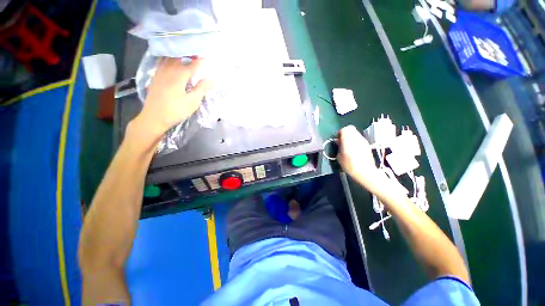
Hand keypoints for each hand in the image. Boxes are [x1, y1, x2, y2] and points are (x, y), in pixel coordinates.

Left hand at [136, 57, 212, 136]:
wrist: (153, 118)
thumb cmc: (175, 111)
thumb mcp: (192, 102)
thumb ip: (201, 89)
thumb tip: (212, 79)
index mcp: (178, 76)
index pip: (192, 64)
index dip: (200, 60)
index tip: (207, 55)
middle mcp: (167, 70)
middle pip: (179, 57)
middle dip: (189, 54)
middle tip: (197, 54)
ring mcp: (159, 73)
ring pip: (169, 58)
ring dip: (178, 55)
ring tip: (186, 55)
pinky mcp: (155, 77)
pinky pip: (162, 62)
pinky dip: (169, 59)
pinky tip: (172, 62)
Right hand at [336, 125, 380, 186]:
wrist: (365, 172)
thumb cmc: (350, 166)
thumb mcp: (339, 157)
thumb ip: (338, 147)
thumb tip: (338, 141)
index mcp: (348, 140)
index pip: (344, 129)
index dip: (339, 133)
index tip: (337, 139)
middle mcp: (356, 138)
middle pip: (350, 128)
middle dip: (345, 132)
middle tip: (341, 139)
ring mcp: (363, 141)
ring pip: (356, 132)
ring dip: (350, 136)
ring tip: (347, 144)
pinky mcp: (367, 145)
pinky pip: (359, 138)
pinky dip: (355, 140)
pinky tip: (354, 148)